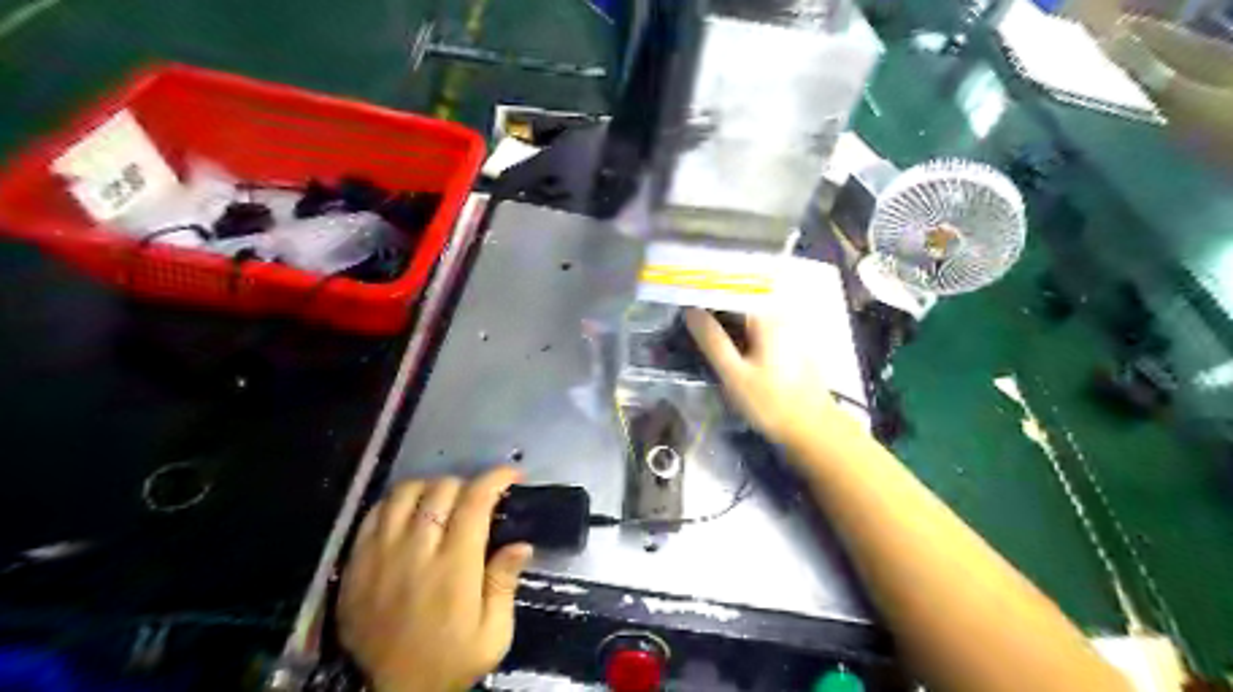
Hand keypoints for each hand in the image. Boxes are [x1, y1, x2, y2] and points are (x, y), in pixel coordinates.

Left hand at [337, 465, 531, 691]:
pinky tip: (410, 515)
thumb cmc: (451, 662)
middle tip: (478, 500)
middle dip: (467, 485)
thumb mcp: (494, 634)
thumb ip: (505, 584)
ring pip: (404, 493)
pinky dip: (397, 503)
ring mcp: (380, 556)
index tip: (511, 475)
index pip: (474, 502)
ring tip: (443, 502)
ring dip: (431, 489)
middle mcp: (415, 553)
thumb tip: (521, 543)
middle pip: (440, 490)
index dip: (495, 479)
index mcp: (454, 568)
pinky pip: (374, 514)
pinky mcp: (356, 565)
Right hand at [684, 310, 859, 451]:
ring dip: (723, 319)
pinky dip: (736, 330)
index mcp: (765, 316)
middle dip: (711, 306)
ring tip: (697, 327)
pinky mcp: (786, 343)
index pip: (728, 290)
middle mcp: (777, 315)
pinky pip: (754, 327)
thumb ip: (712, 341)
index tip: (680, 300)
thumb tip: (690, 311)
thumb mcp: (734, 374)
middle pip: (737, 301)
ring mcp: (784, 328)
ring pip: (745, 315)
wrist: (812, 428)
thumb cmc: (771, 402)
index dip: (703, 293)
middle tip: (684, 316)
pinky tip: (723, 342)